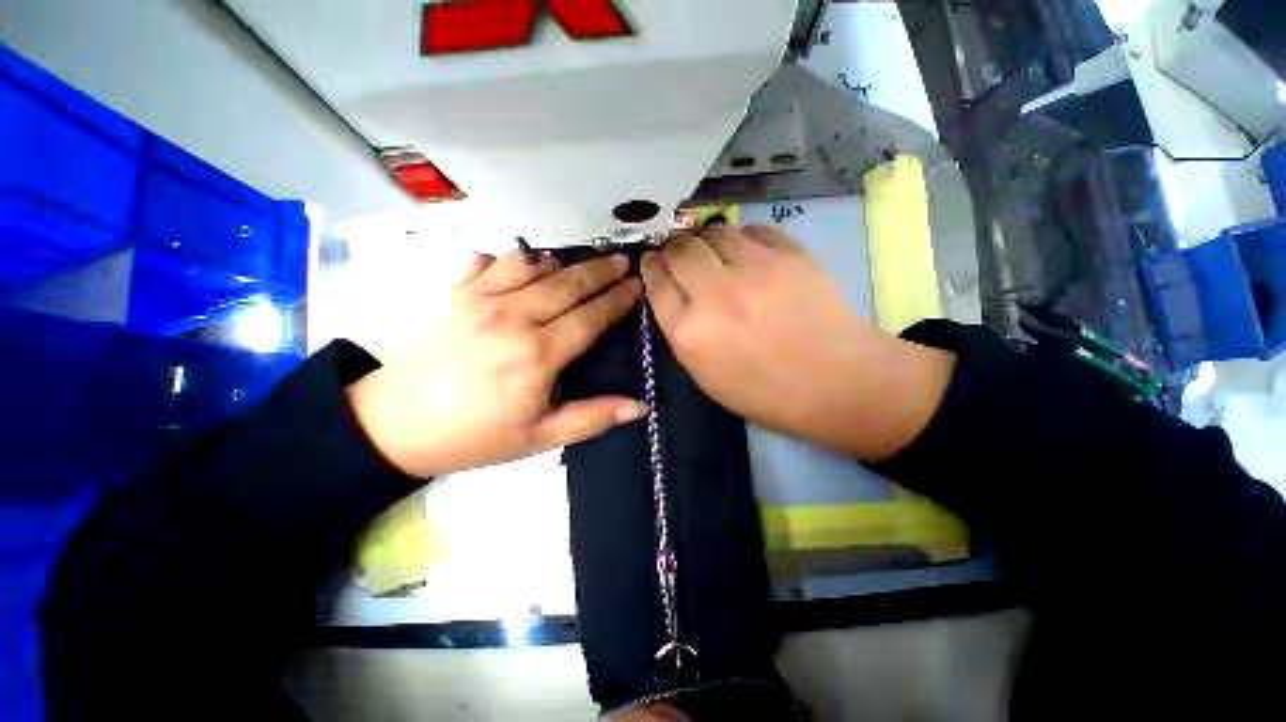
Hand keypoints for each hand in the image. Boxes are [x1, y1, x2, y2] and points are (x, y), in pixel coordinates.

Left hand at [349, 250, 646, 478]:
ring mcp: (479, 298)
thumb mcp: (540, 437)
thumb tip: (640, 407)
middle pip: (568, 282)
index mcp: (538, 353)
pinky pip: (489, 259)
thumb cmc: (476, 435)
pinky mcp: (454, 293)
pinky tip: (521, 270)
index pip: (591, 316)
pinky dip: (512, 259)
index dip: (618, 299)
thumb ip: (593, 418)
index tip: (638, 285)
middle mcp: (512, 316)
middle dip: (601, 270)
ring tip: (578, 267)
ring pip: (532, 263)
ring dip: (560, 262)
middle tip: (623, 261)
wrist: (395, 425)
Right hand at [640, 225, 953, 460]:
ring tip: (718, 256)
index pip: (657, 283)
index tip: (655, 261)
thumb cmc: (765, 391)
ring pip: (713, 232)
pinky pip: (751, 230)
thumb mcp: (705, 374)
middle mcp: (714, 294)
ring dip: (708, 241)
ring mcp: (754, 269)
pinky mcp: (790, 253)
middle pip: (680, 250)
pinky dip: (743, 240)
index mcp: (690, 333)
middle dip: (675, 249)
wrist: (837, 383)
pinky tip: (751, 256)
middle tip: (683, 256)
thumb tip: (673, 292)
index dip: (653, 267)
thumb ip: (681, 331)